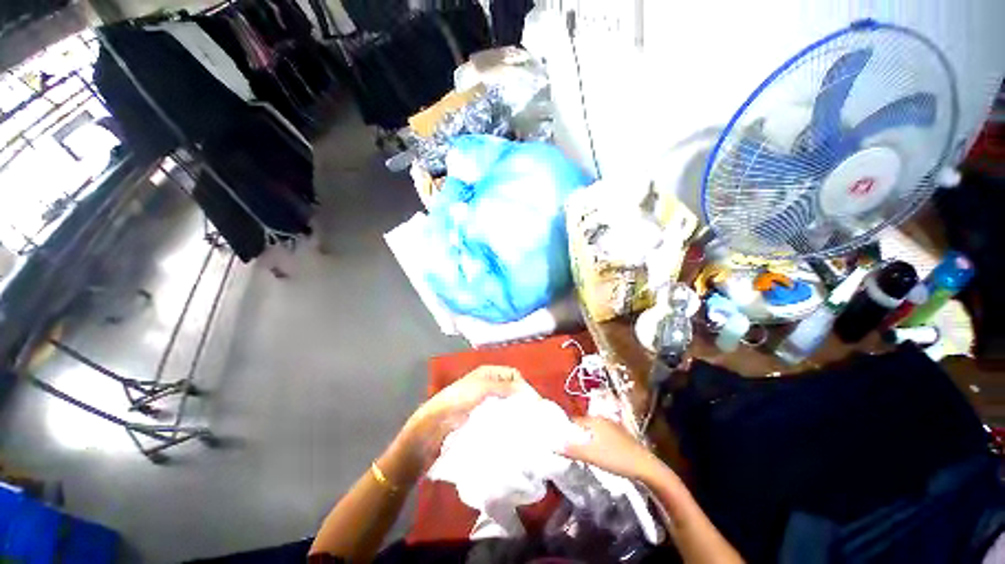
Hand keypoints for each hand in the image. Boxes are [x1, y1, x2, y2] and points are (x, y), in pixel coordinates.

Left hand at [388, 366, 528, 478]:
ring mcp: (484, 404)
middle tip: (533, 418)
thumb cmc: (458, 400)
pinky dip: (507, 424)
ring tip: (526, 428)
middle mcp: (488, 386)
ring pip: (506, 406)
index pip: (513, 375)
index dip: (523, 386)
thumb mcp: (483, 387)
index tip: (533, 404)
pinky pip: (499, 419)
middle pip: (511, 391)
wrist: (433, 427)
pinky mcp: (481, 420)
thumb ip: (506, 387)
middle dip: (521, 401)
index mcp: (488, 373)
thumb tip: (529, 394)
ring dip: (515, 414)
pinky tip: (513, 433)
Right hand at [560, 417, 664, 482]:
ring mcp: (612, 427)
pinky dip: (594, 443)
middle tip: (567, 451)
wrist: (647, 468)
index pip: (572, 421)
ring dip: (584, 441)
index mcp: (594, 420)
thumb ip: (571, 449)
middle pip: (582, 426)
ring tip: (580, 455)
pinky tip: (596, 456)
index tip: (557, 442)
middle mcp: (602, 419)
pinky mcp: (619, 436)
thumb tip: (552, 444)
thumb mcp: (591, 455)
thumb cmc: (617, 458)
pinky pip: (600, 437)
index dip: (563, 430)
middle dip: (573, 436)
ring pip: (591, 432)